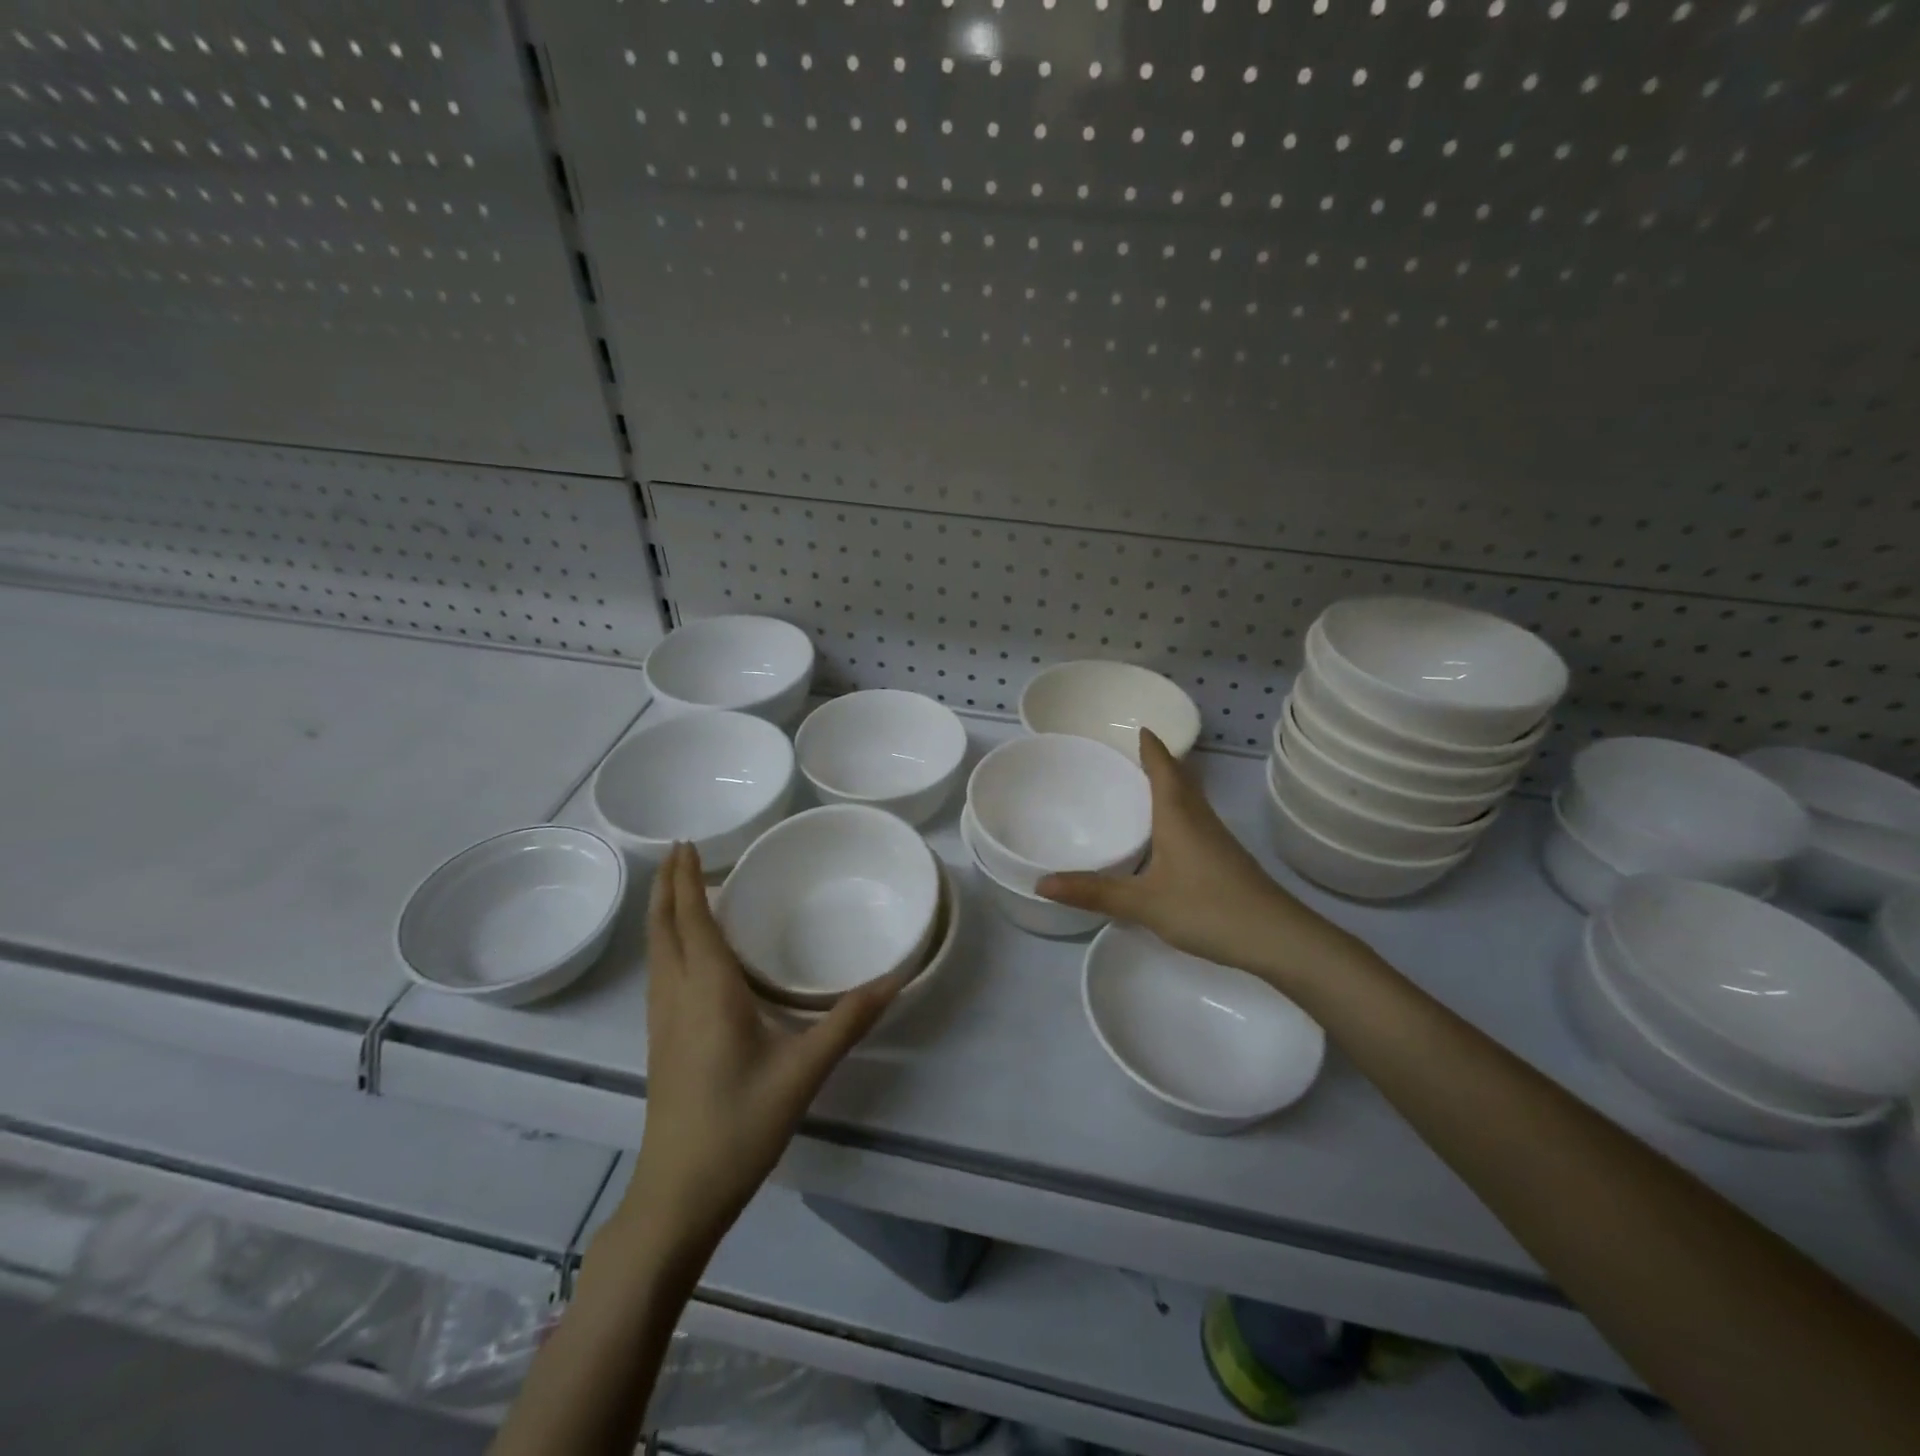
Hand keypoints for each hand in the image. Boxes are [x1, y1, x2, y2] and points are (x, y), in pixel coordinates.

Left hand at [622, 843, 904, 1250]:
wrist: (678, 1195)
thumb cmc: (739, 1125)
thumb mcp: (803, 1072)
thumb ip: (848, 1021)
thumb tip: (893, 979)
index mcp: (707, 991)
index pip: (692, 920)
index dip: (687, 879)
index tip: (686, 843)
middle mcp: (677, 997)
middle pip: (663, 929)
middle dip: (667, 887)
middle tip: (678, 852)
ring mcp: (662, 1022)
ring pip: (656, 951)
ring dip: (662, 914)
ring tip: (677, 889)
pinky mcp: (661, 1043)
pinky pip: (660, 973)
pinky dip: (667, 942)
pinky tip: (684, 953)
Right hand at [1037, 730, 1355, 987]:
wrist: (1277, 938)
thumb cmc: (1207, 909)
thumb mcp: (1143, 903)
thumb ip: (1094, 892)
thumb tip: (1041, 883)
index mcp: (1178, 815)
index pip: (1163, 768)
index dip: (1151, 747)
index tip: (1139, 727)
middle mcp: (1199, 819)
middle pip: (1181, 778)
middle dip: (1159, 762)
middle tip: (1133, 753)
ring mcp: (1217, 839)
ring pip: (1190, 800)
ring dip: (1171, 786)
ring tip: (1144, 786)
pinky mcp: (1226, 860)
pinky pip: (1196, 821)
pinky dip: (1178, 813)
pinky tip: (1167, 836)